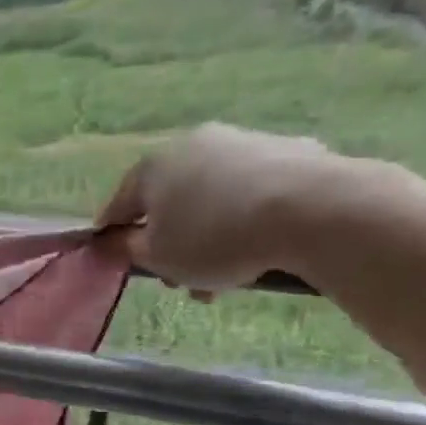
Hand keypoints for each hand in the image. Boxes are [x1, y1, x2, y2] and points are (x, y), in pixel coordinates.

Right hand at [96, 124, 360, 292]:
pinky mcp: (289, 150)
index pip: (119, 205)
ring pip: (210, 199)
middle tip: (179, 281)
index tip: (113, 260)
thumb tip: (115, 241)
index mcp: (153, 167)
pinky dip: (245, 219)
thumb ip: (127, 250)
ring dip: (207, 237)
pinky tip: (259, 248)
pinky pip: (251, 193)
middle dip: (169, 244)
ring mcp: (243, 143)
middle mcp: (193, 144)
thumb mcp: (158, 257)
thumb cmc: (215, 238)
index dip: (112, 236)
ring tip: (224, 279)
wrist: (313, 210)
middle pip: (168, 202)